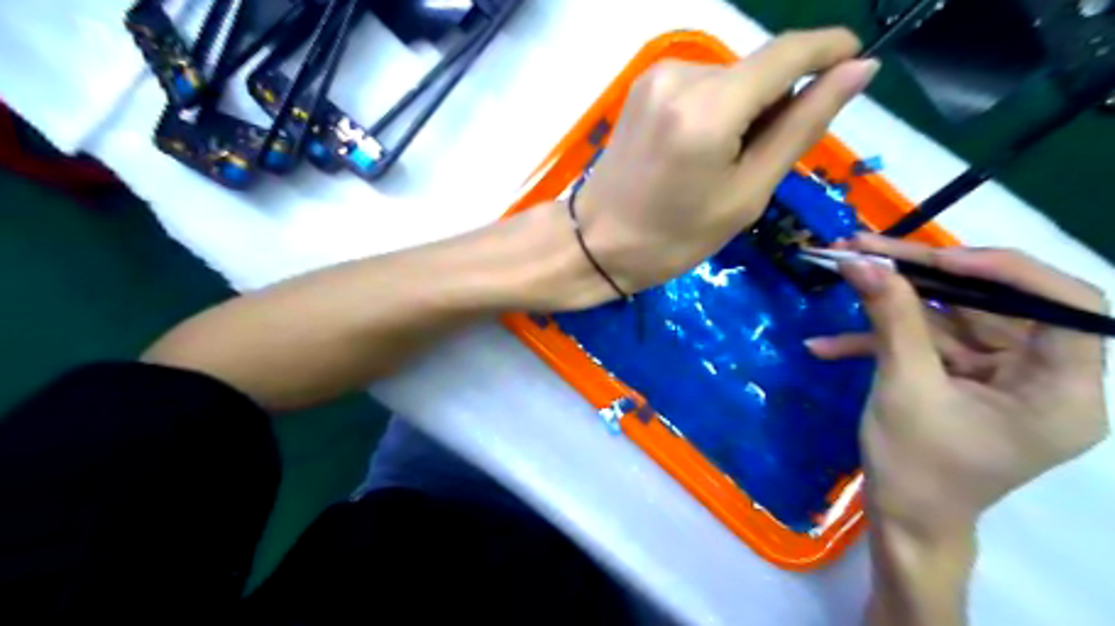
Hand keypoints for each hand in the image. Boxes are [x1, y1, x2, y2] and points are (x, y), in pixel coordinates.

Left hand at [573, 26, 879, 293]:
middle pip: (758, 70)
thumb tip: (858, 70)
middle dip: (776, 104)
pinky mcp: (643, 85)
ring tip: (719, 165)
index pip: (788, 52)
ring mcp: (656, 76)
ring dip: (744, 110)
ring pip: (730, 79)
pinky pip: (702, 86)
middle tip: (759, 162)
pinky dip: (716, 110)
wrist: (596, 243)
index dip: (830, 50)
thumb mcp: (746, 194)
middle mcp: (681, 74)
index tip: (856, 65)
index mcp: (709, 108)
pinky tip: (698, 151)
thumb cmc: (673, 237)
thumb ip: (801, 127)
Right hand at [808, 232, 1109, 536]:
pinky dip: (879, 342)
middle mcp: (1041, 377)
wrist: (901, 521)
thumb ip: (890, 319)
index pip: (1066, 304)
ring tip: (842, 274)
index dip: (1005, 270)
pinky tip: (827, 346)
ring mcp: (999, 377)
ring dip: (890, 303)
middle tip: (866, 248)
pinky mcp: (963, 380)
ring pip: (950, 319)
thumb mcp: (903, 388)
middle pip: (992, 303)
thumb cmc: (916, 469)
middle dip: (923, 276)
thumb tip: (861, 262)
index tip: (937, 260)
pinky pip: (927, 346)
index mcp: (1060, 390)